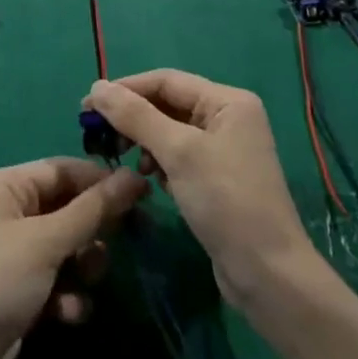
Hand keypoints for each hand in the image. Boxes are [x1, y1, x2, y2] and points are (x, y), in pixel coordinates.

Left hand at [0, 158, 146, 358]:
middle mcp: (8, 212)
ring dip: (84, 264)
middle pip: (67, 207)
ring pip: (68, 246)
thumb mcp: (46, 242)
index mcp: (5, 186)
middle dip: (94, 227)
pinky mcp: (22, 291)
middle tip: (129, 238)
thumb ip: (92, 211)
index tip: (141, 193)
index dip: (100, 180)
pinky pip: (59, 280)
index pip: (62, 169)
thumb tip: (134, 176)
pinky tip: (68, 313)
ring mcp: (15, 254)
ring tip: (87, 280)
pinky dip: (69, 294)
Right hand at [84, 71, 308, 299]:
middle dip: (134, 117)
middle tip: (99, 134)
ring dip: (145, 141)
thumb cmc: (226, 202)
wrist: (269, 277)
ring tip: (125, 159)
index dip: (125, 89)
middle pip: (168, 104)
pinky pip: (180, 156)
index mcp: (228, 101)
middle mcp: (229, 118)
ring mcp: (225, 149)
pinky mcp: (218, 179)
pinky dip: (160, 162)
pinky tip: (150, 180)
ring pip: (171, 131)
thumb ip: (136, 116)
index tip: (88, 105)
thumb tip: (97, 87)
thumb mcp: (178, 153)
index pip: (166, 81)